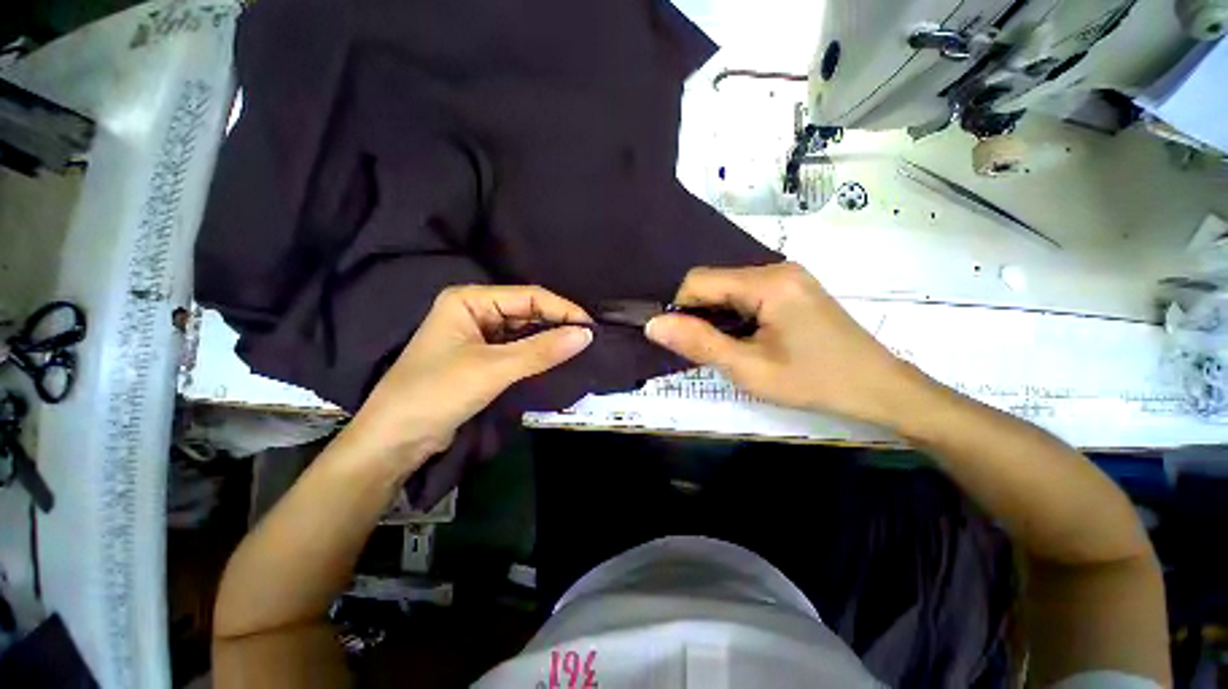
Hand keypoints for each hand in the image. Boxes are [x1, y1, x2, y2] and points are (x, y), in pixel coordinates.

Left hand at [343, 285, 592, 469]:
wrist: (394, 441)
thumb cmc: (437, 393)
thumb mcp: (493, 369)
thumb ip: (542, 350)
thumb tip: (586, 334)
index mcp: (470, 300)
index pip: (528, 297)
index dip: (562, 309)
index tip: (591, 327)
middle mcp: (474, 311)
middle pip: (527, 312)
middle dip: (557, 324)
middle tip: (589, 339)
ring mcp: (478, 335)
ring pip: (524, 331)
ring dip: (549, 340)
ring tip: (581, 348)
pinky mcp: (482, 358)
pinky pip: (517, 349)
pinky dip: (537, 354)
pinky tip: (557, 358)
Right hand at [645, 263, 927, 427]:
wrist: (879, 388)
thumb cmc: (814, 381)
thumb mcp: (749, 369)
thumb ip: (699, 343)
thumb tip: (653, 325)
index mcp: (768, 282)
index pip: (699, 281)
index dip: (680, 309)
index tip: (683, 342)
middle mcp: (776, 268)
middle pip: (715, 283)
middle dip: (700, 315)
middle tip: (707, 350)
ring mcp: (788, 277)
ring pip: (729, 289)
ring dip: (717, 317)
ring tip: (728, 348)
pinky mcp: (793, 289)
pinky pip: (747, 295)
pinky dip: (735, 315)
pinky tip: (746, 339)